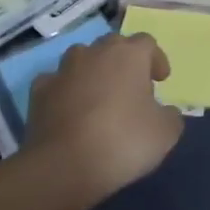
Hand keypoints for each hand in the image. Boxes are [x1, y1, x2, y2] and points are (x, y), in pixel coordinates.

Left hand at [26, 33, 182, 205]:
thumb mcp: (165, 134)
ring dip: (92, 71)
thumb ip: (170, 116)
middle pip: (113, 45)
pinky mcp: (39, 91)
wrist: (63, 166)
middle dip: (124, 62)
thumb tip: (165, 112)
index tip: (161, 80)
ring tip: (99, 95)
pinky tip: (69, 109)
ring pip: (82, 58)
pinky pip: (56, 82)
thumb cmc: (123, 141)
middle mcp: (95, 53)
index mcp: (129, 55)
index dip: (156, 59)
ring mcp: (64, 70)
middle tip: (132, 87)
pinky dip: (64, 90)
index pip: (147, 43)